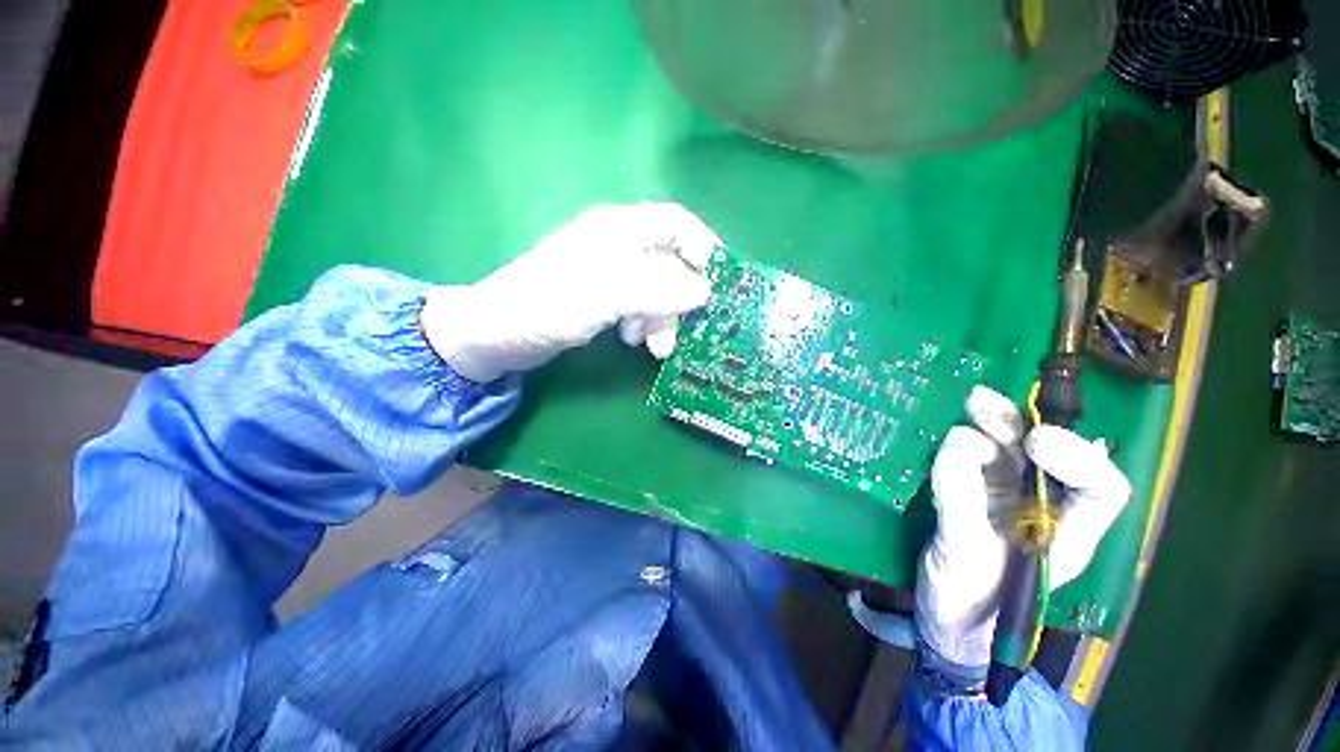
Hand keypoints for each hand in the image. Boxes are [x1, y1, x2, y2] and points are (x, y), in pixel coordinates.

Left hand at [421, 202, 721, 382]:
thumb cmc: (545, 306)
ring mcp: (610, 272)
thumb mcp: (605, 295)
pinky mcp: (602, 296)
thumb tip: (705, 291)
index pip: (677, 223)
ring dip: (662, 318)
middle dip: (680, 300)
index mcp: (619, 229)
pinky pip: (640, 305)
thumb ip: (657, 290)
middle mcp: (618, 244)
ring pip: (657, 290)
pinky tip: (630, 340)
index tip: (722, 284)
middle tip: (678, 335)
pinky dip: (644, 323)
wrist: (495, 334)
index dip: (705, 249)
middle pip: (671, 263)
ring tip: (651, 347)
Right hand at [916, 386, 1130, 668]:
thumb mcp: (966, 559)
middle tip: (980, 400)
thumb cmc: (970, 602)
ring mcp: (1003, 496)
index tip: (1034, 444)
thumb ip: (961, 504)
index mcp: (1067, 531)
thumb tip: (955, 450)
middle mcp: (1041, 505)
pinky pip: (965, 457)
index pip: (1101, 487)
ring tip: (964, 416)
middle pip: (1044, 451)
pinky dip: (955, 445)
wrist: (944, 616)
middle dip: (1016, 422)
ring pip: (1002, 446)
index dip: (1079, 457)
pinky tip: (945, 443)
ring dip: (982, 428)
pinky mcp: (968, 491)